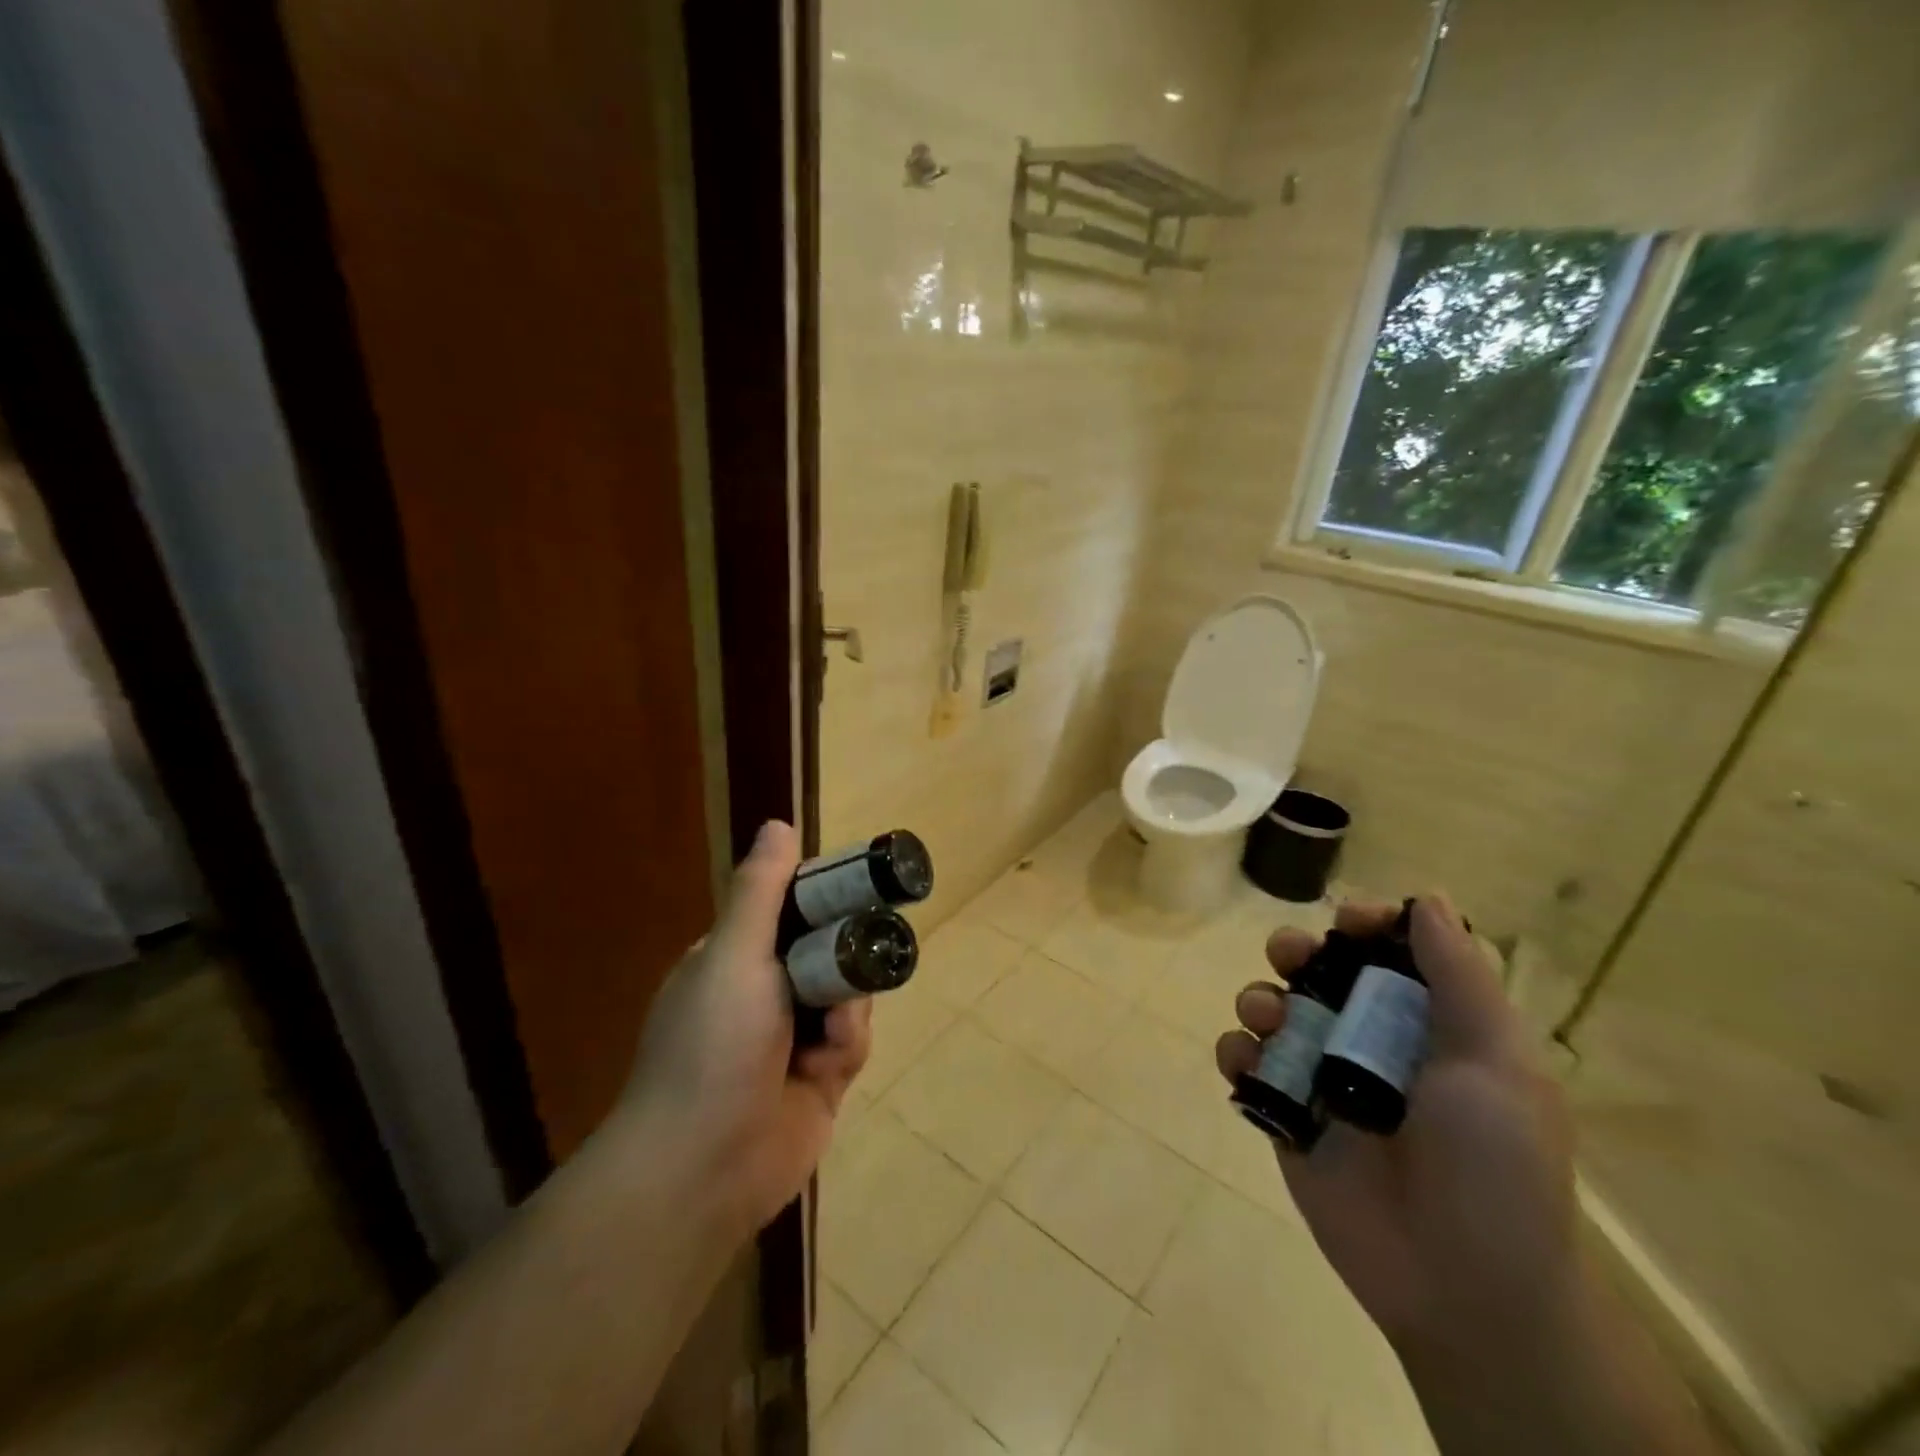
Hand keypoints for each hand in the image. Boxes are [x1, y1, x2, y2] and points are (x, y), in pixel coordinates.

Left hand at [620, 820, 870, 1236]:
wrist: (702, 1167)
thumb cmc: (712, 1045)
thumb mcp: (732, 955)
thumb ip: (760, 892)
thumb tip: (777, 824)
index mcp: (736, 960)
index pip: (789, 912)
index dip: (823, 900)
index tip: (855, 892)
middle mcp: (763, 994)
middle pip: (828, 952)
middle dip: (846, 958)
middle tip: (858, 959)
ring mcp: (791, 1040)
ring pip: (847, 996)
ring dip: (848, 1006)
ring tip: (834, 1029)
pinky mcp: (817, 1081)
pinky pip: (850, 1043)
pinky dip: (847, 1046)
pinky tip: (830, 1063)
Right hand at [1215, 897, 1577, 1352]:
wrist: (1463, 1288)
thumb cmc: (1494, 1167)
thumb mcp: (1499, 1063)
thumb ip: (1461, 978)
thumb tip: (1431, 899)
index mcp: (1430, 1025)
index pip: (1391, 950)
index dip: (1368, 924)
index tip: (1347, 921)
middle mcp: (1372, 1041)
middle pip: (1320, 970)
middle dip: (1296, 949)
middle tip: (1290, 956)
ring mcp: (1324, 1078)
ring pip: (1274, 1009)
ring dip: (1259, 997)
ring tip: (1266, 1018)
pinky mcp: (1286, 1114)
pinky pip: (1246, 1064)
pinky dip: (1236, 1053)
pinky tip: (1244, 1062)